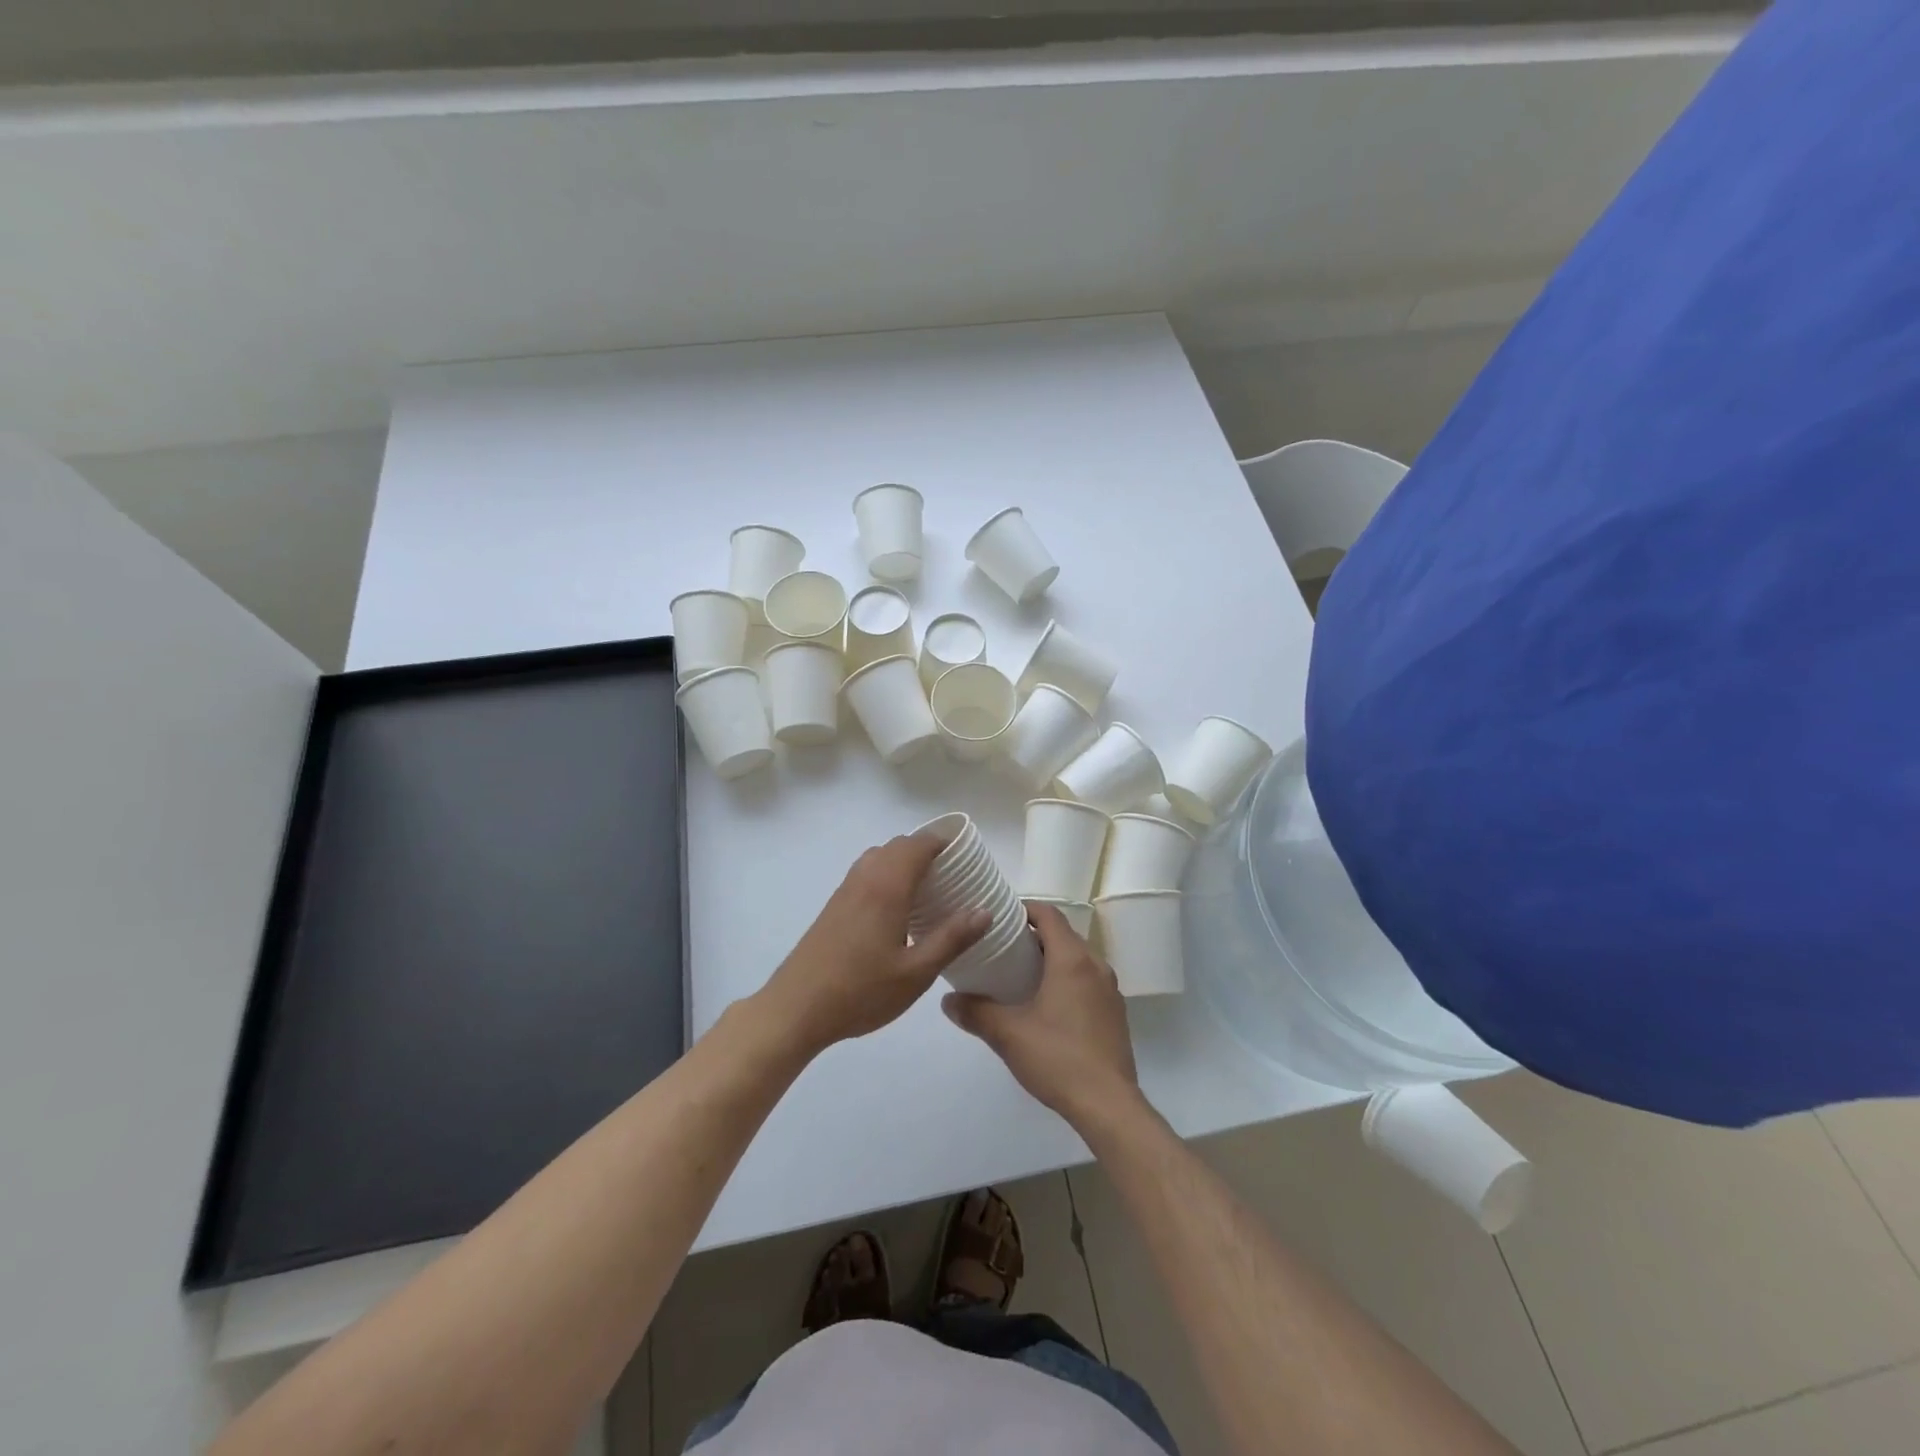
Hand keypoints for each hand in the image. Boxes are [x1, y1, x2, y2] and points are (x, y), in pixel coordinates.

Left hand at [759, 834, 989, 1054]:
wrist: (795, 1009)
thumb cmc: (860, 991)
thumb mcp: (916, 973)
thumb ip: (952, 938)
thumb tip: (984, 910)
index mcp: (887, 887)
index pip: (918, 844)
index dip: (944, 841)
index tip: (967, 854)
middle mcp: (865, 879)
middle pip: (898, 846)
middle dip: (927, 851)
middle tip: (954, 875)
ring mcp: (845, 891)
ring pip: (879, 858)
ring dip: (904, 862)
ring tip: (929, 890)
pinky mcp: (833, 907)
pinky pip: (866, 874)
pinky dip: (887, 876)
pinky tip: (898, 911)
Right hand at [942, 902, 1142, 1129]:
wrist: (1108, 1105)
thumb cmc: (1058, 1058)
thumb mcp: (1008, 1034)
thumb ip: (976, 1012)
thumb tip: (948, 1000)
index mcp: (1072, 959)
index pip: (1049, 914)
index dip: (1025, 909)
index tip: (1000, 918)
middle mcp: (1096, 966)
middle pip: (1064, 935)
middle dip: (1034, 936)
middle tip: (1003, 949)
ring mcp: (1110, 990)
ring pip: (1078, 959)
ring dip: (1051, 959)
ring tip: (1021, 977)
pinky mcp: (1115, 1014)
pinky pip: (1088, 981)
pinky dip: (1067, 980)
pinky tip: (1047, 1007)